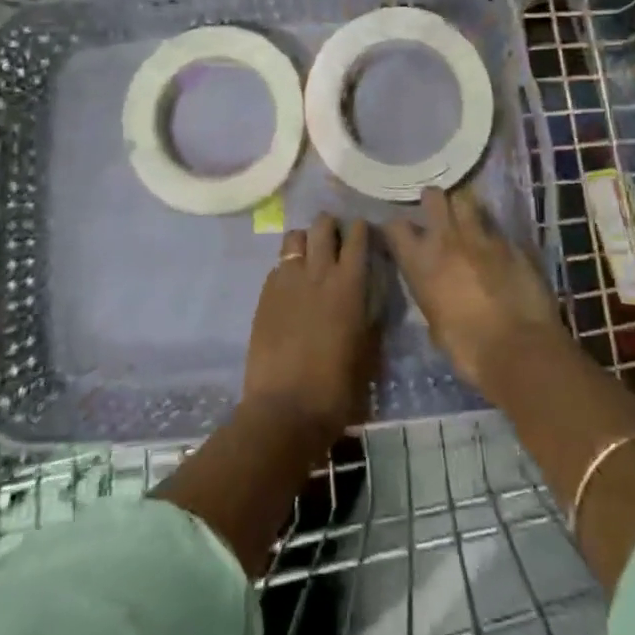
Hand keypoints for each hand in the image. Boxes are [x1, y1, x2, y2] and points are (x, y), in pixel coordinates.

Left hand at [242, 214, 379, 445]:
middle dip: (331, 226)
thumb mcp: (368, 351)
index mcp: (350, 284)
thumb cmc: (337, 387)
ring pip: (295, 238)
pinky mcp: (265, 295)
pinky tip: (291, 286)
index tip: (363, 232)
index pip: (357, 237)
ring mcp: (287, 281)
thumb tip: (369, 301)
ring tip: (310, 256)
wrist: (285, 409)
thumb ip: (370, 317)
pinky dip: (287, 267)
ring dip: (305, 241)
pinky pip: (278, 266)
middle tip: (335, 239)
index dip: (361, 229)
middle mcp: (318, 272)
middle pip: (322, 226)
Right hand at [385, 187, 567, 390]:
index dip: (396, 227)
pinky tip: (496, 245)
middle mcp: (447, 239)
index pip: (395, 227)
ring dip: (463, 207)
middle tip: (436, 211)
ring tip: (466, 217)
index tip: (400, 232)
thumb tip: (434, 289)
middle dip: (433, 200)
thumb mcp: (435, 324)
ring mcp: (482, 236)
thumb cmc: (468, 349)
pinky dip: (493, 234)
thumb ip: (430, 295)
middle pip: (434, 197)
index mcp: (421, 262)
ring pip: (467, 201)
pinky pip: (496, 228)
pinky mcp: (512, 242)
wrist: (519, 350)